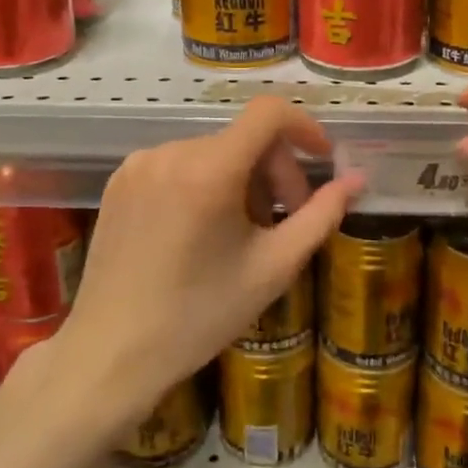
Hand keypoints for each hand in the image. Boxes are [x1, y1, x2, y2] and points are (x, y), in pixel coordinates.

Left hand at [54, 97, 360, 423]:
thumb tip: (356, 179)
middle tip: (286, 219)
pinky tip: (204, 230)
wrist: (111, 354)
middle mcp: (171, 152)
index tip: (322, 160)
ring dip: (242, 179)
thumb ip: (321, 215)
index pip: (269, 113)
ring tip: (243, 232)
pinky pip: (180, 164)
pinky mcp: (120, 180)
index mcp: (209, 169)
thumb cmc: (199, 315)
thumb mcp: (273, 267)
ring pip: (214, 152)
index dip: (304, 127)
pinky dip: (206, 182)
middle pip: (244, 138)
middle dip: (275, 171)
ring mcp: (140, 163)